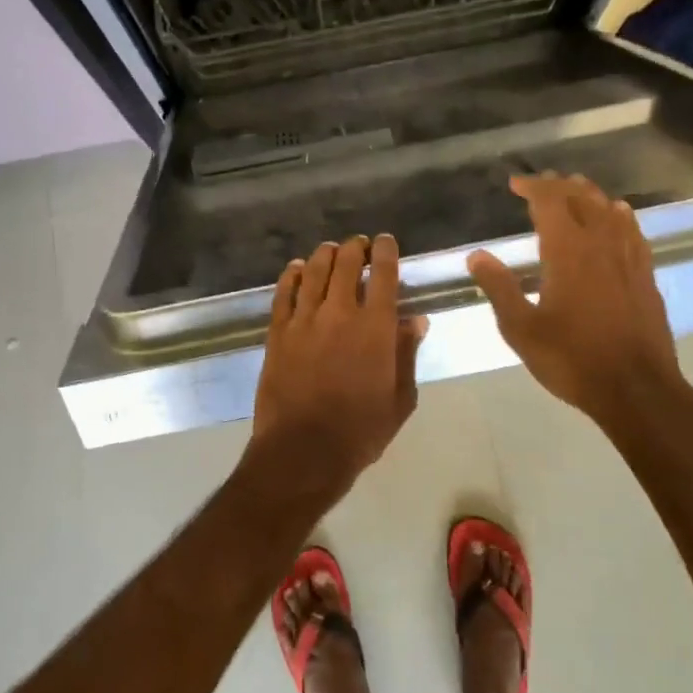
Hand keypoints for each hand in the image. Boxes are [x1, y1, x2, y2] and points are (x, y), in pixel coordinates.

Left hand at [250, 235, 425, 491]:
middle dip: (355, 248)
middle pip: (346, 264)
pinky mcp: (277, 333)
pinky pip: (283, 293)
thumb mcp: (399, 398)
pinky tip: (296, 269)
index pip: (383, 274)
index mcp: (375, 327)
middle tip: (358, 245)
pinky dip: (291, 276)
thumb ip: (406, 354)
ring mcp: (304, 320)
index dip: (385, 251)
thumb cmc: (361, 431)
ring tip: (330, 249)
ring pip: (314, 272)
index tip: (385, 241)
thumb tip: (415, 320)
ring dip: (324, 255)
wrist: (303, 450)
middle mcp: (339, 313)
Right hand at [467, 173, 686, 422]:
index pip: (550, 203)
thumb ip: (499, 288)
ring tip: (575, 190)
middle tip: (540, 185)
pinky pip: (633, 232)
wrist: (636, 389)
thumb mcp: (521, 329)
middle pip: (583, 199)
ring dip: (590, 196)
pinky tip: (618, 217)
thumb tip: (476, 255)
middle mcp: (601, 245)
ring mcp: (629, 259)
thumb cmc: (571, 359)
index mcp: (568, 252)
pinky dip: (620, 216)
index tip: (514, 183)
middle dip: (560, 186)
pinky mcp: (646, 276)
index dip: (532, 187)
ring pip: (611, 211)